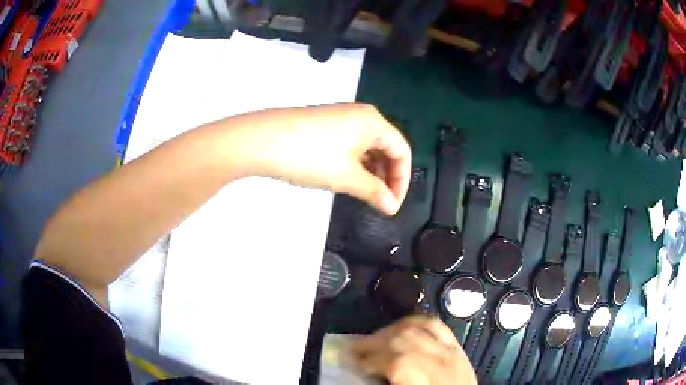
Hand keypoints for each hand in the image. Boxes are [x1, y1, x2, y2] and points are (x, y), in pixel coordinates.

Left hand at [223, 103, 411, 213]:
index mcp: (373, 122)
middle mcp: (361, 115)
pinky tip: (347, 178)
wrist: (261, 140)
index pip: (402, 151)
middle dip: (387, 176)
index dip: (402, 180)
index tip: (393, 205)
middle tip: (380, 202)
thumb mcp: (346, 177)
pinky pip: (350, 144)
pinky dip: (355, 163)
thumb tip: (391, 206)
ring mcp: (340, 118)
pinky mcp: (324, 124)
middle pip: (386, 146)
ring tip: (364, 194)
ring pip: (367, 147)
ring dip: (371, 171)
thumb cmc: (309, 156)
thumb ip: (374, 192)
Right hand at [349, 315, 476, 384]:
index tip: (348, 363)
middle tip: (353, 351)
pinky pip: (435, 325)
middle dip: (373, 343)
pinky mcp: (457, 347)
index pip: (397, 362)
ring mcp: (453, 351)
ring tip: (372, 341)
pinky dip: (413, 323)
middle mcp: (443, 362)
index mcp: (429, 381)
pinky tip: (399, 329)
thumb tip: (363, 374)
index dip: (368, 360)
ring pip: (418, 327)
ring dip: (389, 331)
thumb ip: (389, 383)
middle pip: (404, 340)